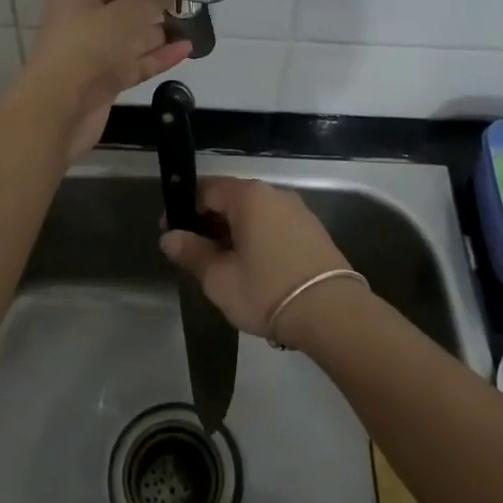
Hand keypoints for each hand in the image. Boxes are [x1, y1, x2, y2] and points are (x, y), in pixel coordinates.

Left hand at [21, 0, 193, 160]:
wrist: (56, 114)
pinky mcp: (104, 75)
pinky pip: (135, 58)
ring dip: (160, 26)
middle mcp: (85, 12)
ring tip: (196, 21)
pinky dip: (157, 53)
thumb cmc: (90, 51)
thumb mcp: (127, 15)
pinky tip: (186, 49)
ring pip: (133, 30)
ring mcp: (95, 46)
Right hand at [159, 178, 357, 342]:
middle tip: (197, 256)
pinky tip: (256, 269)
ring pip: (255, 214)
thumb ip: (192, 253)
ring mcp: (298, 211)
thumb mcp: (219, 278)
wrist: (333, 313)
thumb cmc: (267, 290)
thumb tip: (170, 237)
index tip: (173, 235)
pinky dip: (258, 239)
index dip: (184, 210)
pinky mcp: (314, 231)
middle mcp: (274, 194)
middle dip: (210, 223)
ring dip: (235, 233)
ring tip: (225, 267)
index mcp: (248, 196)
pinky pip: (275, 226)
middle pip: (231, 199)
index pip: (206, 189)